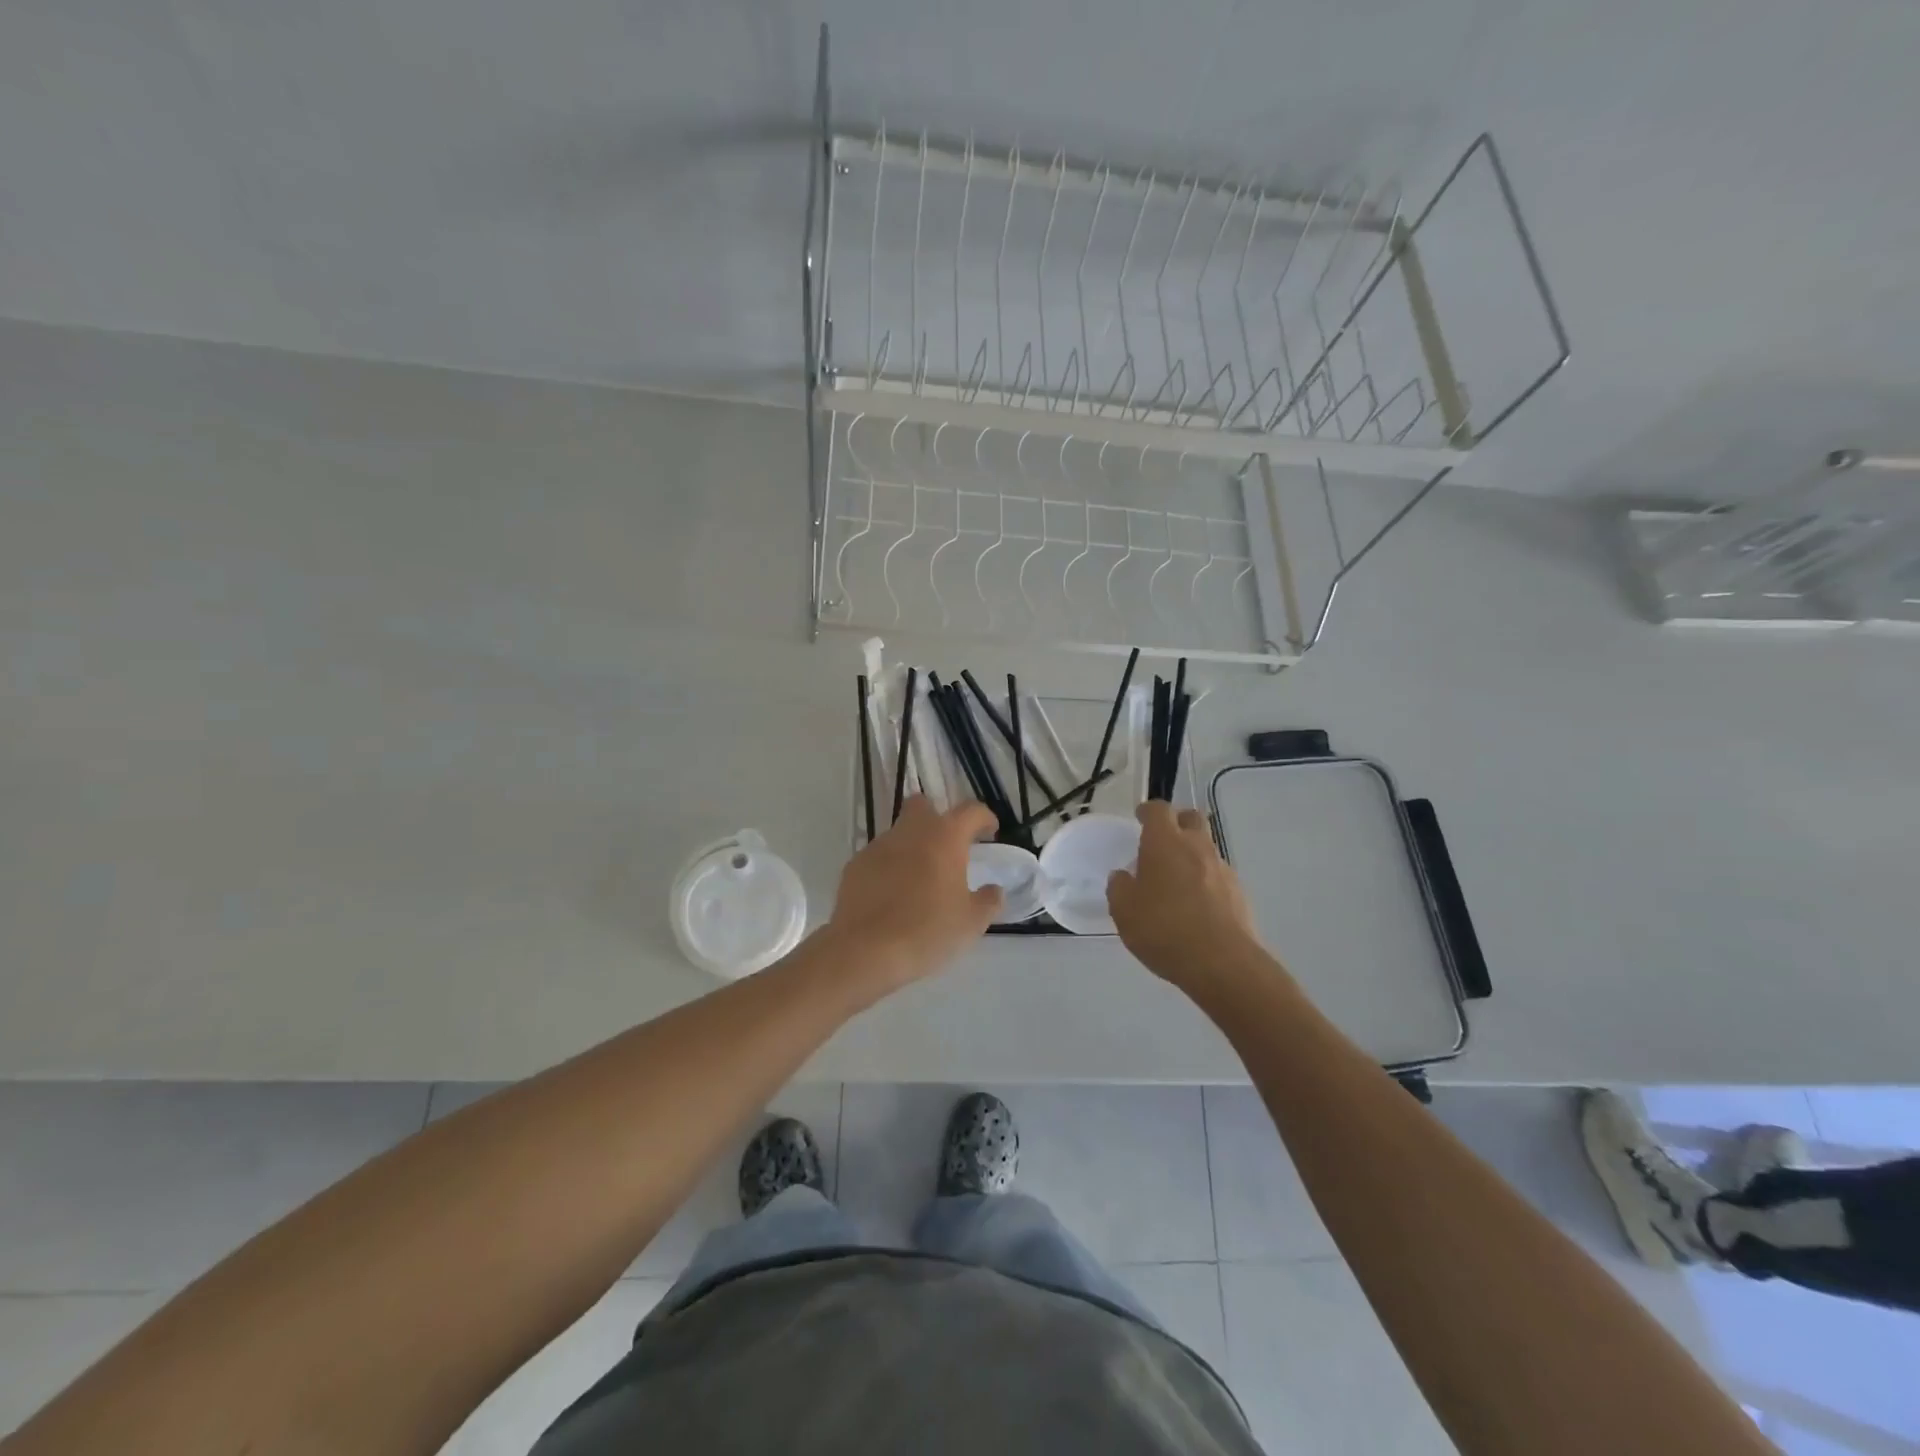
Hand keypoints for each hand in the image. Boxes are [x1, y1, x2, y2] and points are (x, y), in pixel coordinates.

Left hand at [826, 796, 1001, 992]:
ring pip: (899, 832)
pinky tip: (892, 895)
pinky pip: (878, 857)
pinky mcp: (855, 865)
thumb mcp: (971, 923)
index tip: (990, 833)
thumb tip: (994, 890)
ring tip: (919, 879)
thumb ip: (988, 901)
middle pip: (924, 806)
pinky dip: (889, 867)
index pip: (971, 811)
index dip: (984, 818)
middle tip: (948, 847)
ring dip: (912, 845)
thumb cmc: (928, 931)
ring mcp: (878, 846)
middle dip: (937, 817)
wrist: (866, 950)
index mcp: (945, 837)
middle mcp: (910, 831)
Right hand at [1108, 801, 1260, 990]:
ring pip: (1206, 848)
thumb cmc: (1164, 929)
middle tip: (1161, 841)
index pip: (1158, 810)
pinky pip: (1217, 875)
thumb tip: (1122, 876)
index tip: (1139, 818)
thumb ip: (1119, 888)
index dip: (1148, 811)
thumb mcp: (1124, 912)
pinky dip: (1205, 880)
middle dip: (1177, 823)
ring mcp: (1222, 869)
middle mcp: (1196, 847)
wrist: (1222, 963)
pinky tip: (1195, 905)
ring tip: (1176, 880)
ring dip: (1192, 854)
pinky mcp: (1239, 893)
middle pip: (1191, 818)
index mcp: (1165, 843)